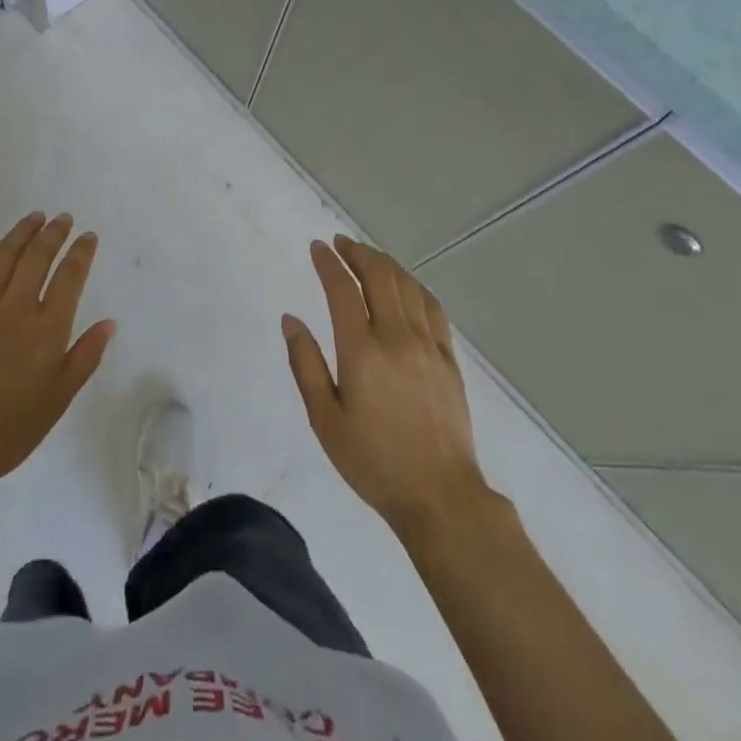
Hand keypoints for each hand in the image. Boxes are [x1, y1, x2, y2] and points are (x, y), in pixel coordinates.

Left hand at [0, 213, 114, 476]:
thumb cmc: (14, 425)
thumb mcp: (61, 397)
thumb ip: (86, 355)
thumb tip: (108, 323)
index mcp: (48, 327)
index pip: (70, 276)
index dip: (81, 252)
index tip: (88, 236)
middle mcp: (17, 307)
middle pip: (38, 257)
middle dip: (53, 233)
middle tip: (63, 218)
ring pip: (3, 256)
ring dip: (20, 233)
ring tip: (33, 218)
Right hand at [284, 236, 486, 539]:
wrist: (439, 496)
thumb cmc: (372, 461)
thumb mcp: (325, 419)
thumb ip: (305, 364)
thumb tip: (291, 320)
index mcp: (361, 351)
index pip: (342, 290)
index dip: (328, 263)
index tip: (317, 247)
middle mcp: (397, 337)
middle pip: (379, 277)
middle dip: (358, 253)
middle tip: (341, 244)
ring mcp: (428, 346)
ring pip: (408, 286)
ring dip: (386, 264)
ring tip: (368, 257)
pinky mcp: (449, 359)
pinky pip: (433, 308)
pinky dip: (415, 286)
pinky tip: (407, 286)